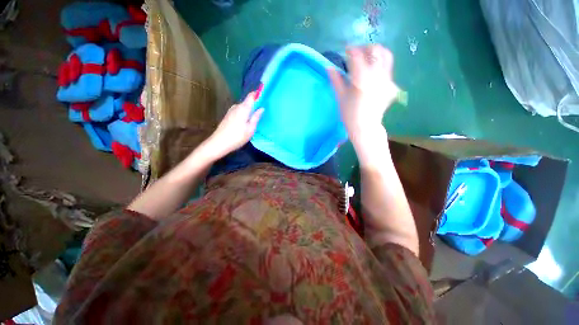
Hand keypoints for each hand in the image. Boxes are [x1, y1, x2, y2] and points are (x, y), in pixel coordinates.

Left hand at [206, 92, 263, 159]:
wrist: (219, 143)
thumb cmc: (237, 136)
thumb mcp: (250, 128)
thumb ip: (256, 117)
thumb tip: (261, 108)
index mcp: (243, 108)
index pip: (251, 96)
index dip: (258, 94)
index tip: (264, 96)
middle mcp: (236, 106)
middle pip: (247, 102)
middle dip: (254, 105)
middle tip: (261, 113)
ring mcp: (231, 111)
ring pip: (243, 107)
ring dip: (249, 110)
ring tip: (254, 119)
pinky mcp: (228, 116)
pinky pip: (239, 111)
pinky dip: (244, 114)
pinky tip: (245, 123)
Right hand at [328, 45, 397, 143]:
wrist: (366, 127)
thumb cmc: (350, 114)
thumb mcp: (340, 97)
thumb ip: (336, 80)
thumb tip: (329, 67)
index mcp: (362, 78)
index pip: (357, 55)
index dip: (350, 50)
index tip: (345, 51)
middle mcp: (377, 74)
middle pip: (375, 50)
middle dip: (364, 49)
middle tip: (356, 55)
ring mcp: (387, 79)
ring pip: (386, 56)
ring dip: (375, 53)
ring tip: (367, 59)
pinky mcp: (391, 85)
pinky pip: (388, 68)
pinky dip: (380, 64)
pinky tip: (372, 73)